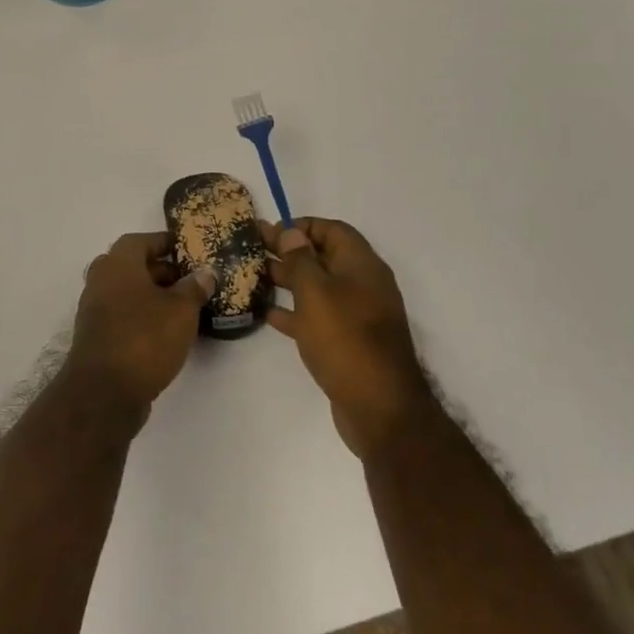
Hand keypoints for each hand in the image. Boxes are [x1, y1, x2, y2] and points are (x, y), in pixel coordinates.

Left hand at [65, 232, 215, 416]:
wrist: (104, 391)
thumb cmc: (145, 338)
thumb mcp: (181, 310)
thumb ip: (194, 288)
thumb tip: (204, 273)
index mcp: (117, 264)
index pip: (140, 240)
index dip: (164, 242)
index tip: (187, 250)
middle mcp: (100, 280)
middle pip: (133, 266)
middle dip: (162, 271)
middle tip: (191, 281)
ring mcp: (94, 309)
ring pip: (127, 292)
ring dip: (153, 296)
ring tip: (184, 308)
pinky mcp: (96, 336)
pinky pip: (123, 315)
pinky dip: (142, 316)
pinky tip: (166, 332)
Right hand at [262, 218, 435, 460]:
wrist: (379, 408)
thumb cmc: (345, 339)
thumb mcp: (316, 292)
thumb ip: (300, 259)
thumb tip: (291, 232)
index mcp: (362, 266)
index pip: (332, 230)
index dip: (302, 226)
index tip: (271, 231)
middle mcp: (362, 285)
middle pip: (323, 257)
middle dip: (289, 251)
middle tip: (253, 248)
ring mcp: (357, 316)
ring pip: (318, 288)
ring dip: (288, 280)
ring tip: (254, 276)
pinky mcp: (348, 342)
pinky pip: (318, 317)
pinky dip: (295, 312)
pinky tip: (268, 314)